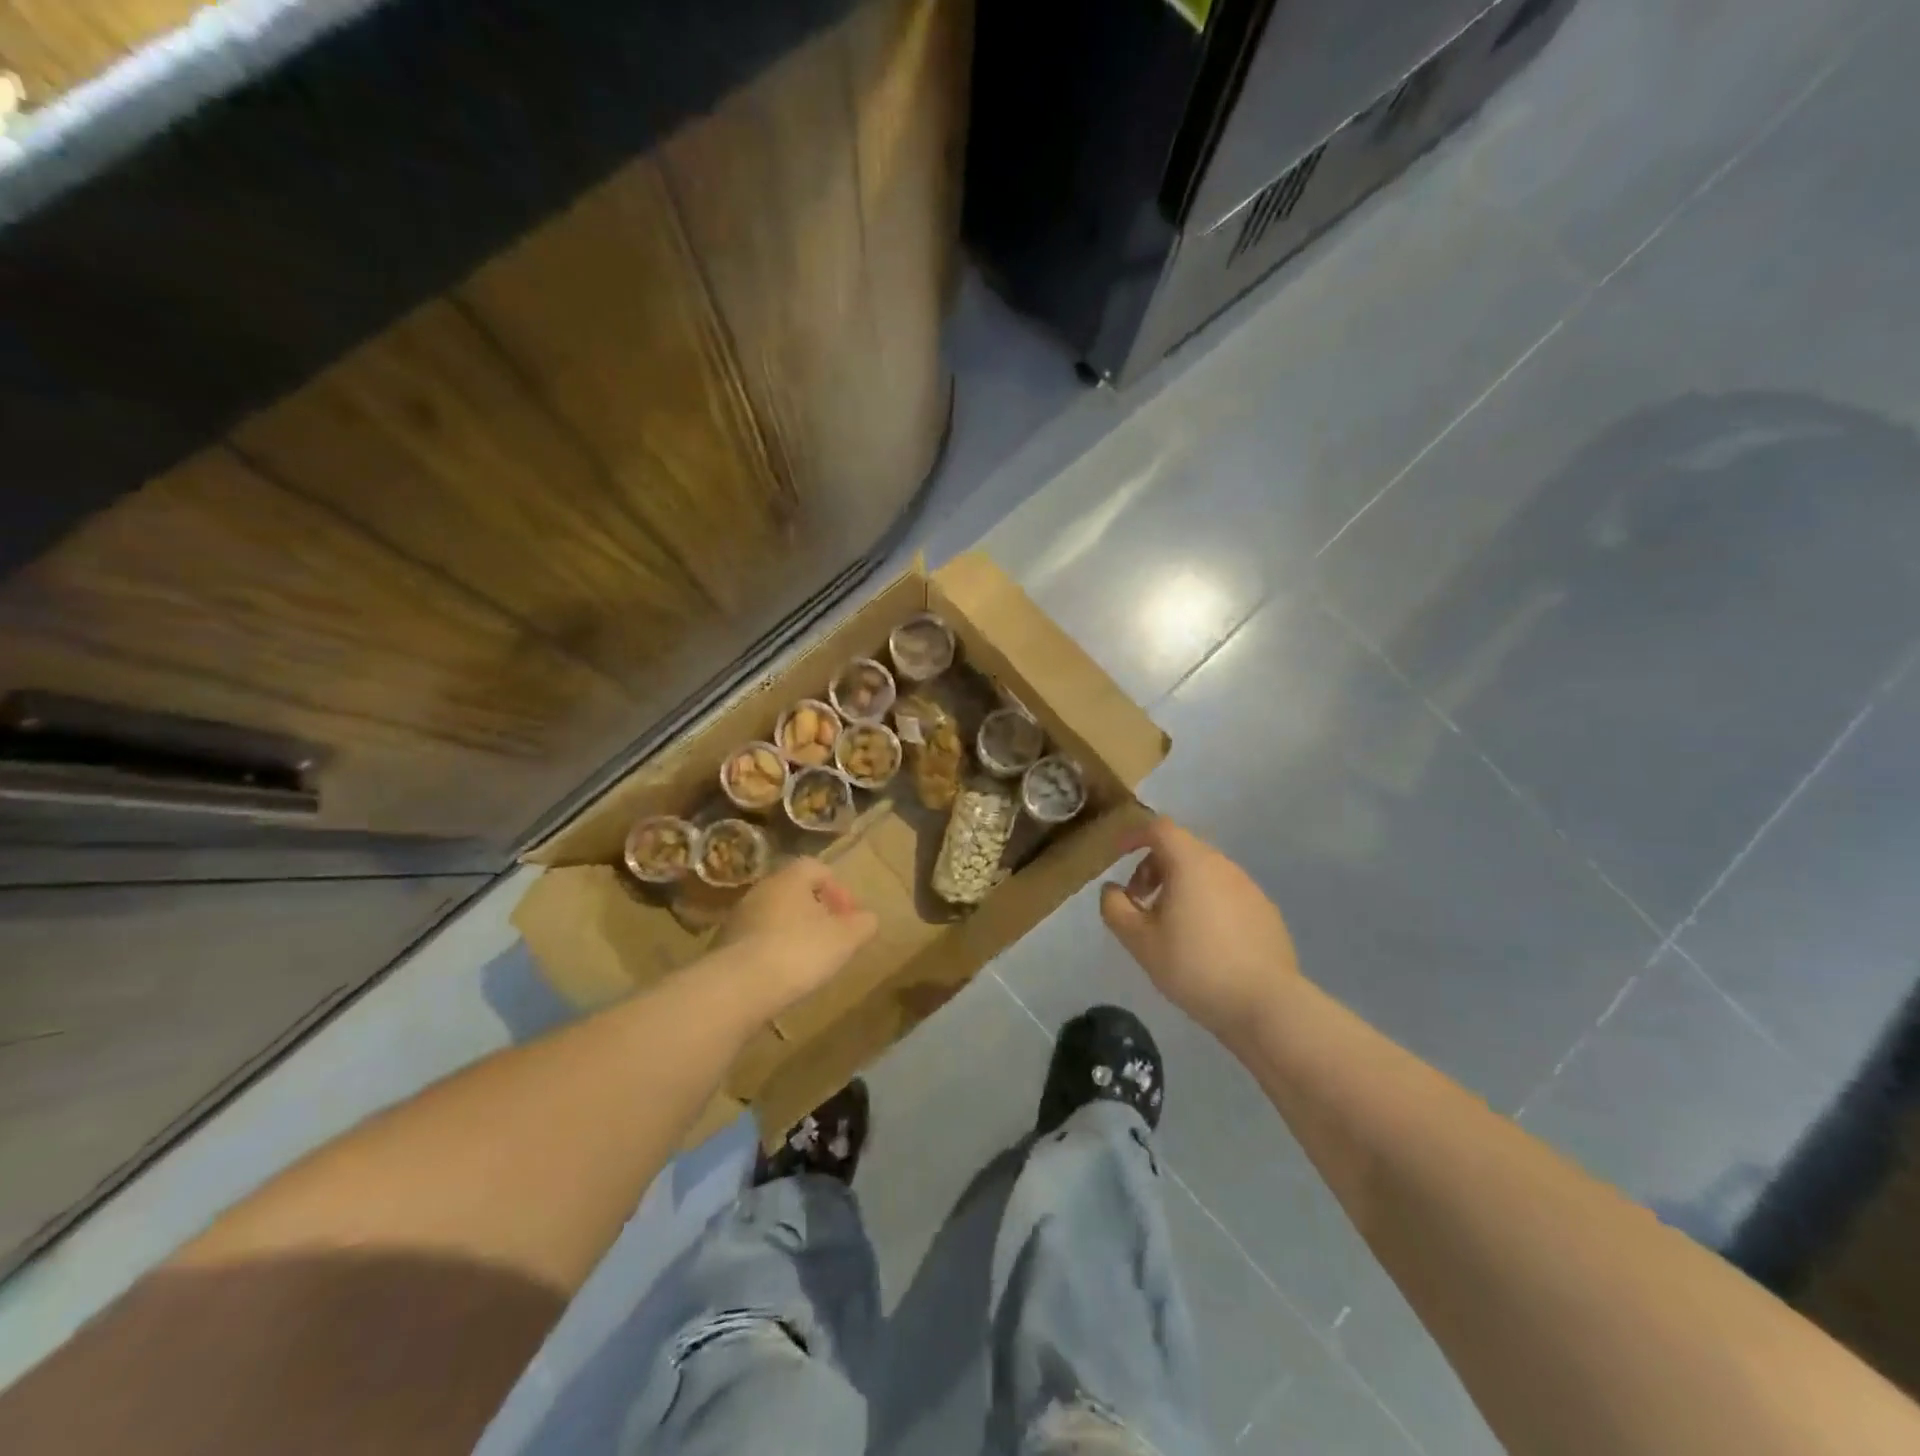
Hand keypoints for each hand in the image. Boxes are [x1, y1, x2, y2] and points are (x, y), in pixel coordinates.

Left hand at [714, 858, 879, 1012]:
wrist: (737, 988)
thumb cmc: (798, 951)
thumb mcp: (845, 939)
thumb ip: (863, 924)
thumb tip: (868, 919)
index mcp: (790, 878)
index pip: (816, 868)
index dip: (838, 889)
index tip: (849, 916)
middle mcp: (761, 890)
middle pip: (794, 892)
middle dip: (815, 912)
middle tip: (831, 938)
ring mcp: (738, 917)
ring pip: (774, 916)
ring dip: (792, 932)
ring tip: (807, 961)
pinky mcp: (723, 947)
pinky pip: (756, 941)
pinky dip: (772, 952)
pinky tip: (781, 976)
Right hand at [1099, 817, 1302, 1043]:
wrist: (1266, 1004)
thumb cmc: (1194, 966)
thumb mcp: (1139, 941)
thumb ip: (1116, 908)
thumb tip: (1112, 890)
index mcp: (1191, 863)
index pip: (1159, 828)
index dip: (1134, 836)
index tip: (1117, 856)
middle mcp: (1223, 865)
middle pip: (1182, 849)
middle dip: (1154, 867)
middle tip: (1139, 901)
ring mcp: (1250, 888)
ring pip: (1205, 872)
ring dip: (1180, 886)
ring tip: (1169, 925)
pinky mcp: (1266, 912)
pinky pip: (1226, 894)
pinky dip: (1206, 903)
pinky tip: (1204, 942)